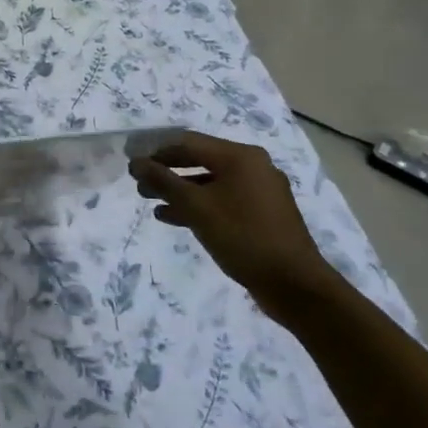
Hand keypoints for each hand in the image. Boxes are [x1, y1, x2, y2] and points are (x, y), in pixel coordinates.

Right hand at [129, 131, 340, 323]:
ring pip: (210, 183)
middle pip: (200, 160)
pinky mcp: (262, 214)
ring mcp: (260, 191)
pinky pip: (223, 200)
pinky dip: (199, 205)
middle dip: (168, 172)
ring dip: (180, 191)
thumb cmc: (242, 236)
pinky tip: (174, 218)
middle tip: (140, 186)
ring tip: (152, 203)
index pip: (188, 143)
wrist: (294, 284)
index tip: (133, 166)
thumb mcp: (196, 207)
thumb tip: (136, 162)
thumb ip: (163, 181)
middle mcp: (253, 166)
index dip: (157, 152)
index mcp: (240, 157)